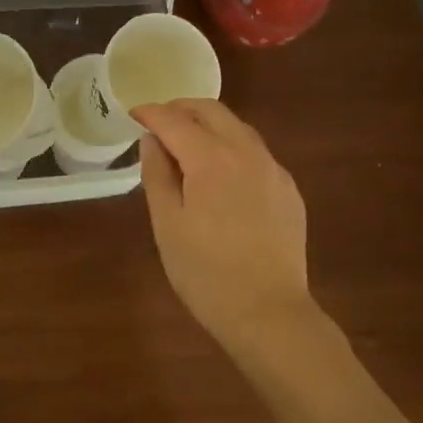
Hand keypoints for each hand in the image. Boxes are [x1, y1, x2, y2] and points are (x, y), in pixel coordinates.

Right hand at [135, 99, 317, 353]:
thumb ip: (157, 175)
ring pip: (238, 128)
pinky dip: (231, 148)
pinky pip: (256, 153)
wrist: (269, 313)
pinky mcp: (288, 189)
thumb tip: (152, 141)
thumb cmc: (206, 273)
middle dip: (181, 109)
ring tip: (186, 144)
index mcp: (211, 159)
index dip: (151, 113)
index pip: (175, 120)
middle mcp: (247, 152)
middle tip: (158, 123)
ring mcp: (273, 170)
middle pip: (212, 111)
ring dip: (209, 125)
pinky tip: (221, 174)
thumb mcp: (167, 224)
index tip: (133, 115)